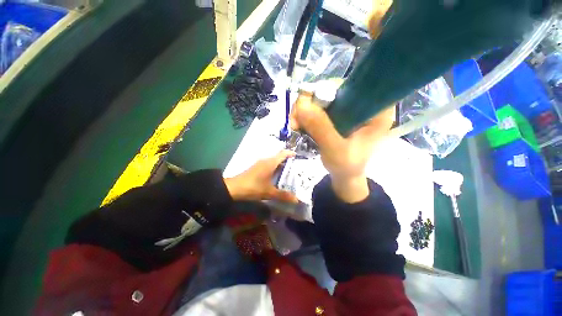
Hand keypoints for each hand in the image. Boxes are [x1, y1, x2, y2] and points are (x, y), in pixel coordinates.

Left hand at [224, 150, 297, 202]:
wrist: (234, 188)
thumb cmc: (253, 187)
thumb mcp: (269, 192)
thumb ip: (283, 195)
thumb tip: (296, 200)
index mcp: (270, 163)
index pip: (283, 154)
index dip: (290, 153)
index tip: (297, 156)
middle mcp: (266, 161)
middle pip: (279, 157)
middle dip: (287, 161)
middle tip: (296, 168)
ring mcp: (260, 164)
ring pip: (273, 162)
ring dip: (280, 165)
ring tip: (288, 173)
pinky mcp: (256, 168)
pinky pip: (268, 165)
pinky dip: (274, 168)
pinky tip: (276, 176)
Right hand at [290, 92, 394, 202]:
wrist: (344, 175)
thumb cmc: (346, 166)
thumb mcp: (336, 150)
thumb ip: (321, 128)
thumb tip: (301, 105)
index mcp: (377, 110)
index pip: (353, 85)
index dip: (328, 90)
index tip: (309, 106)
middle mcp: (363, 103)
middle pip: (333, 89)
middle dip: (310, 103)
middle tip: (296, 120)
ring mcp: (348, 108)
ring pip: (322, 97)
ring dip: (304, 110)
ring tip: (295, 126)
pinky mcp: (337, 114)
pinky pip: (318, 107)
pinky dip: (305, 115)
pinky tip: (299, 126)